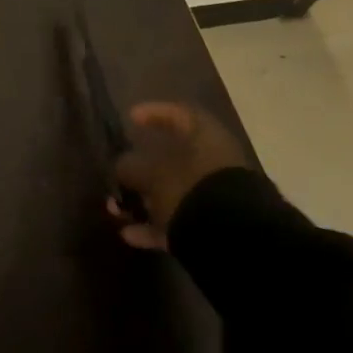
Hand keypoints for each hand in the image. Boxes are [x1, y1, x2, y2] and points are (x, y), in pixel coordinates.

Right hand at [109, 101, 250, 248]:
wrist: (236, 240)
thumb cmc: (191, 189)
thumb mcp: (152, 173)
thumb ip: (131, 166)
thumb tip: (121, 167)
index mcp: (207, 138)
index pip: (180, 114)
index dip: (153, 112)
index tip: (131, 119)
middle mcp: (215, 164)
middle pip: (174, 160)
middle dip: (141, 170)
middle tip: (118, 175)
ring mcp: (218, 197)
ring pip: (174, 193)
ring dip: (144, 201)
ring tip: (116, 211)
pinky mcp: (217, 228)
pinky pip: (180, 221)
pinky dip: (156, 227)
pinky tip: (130, 235)